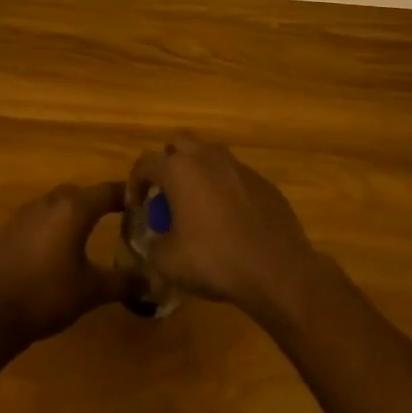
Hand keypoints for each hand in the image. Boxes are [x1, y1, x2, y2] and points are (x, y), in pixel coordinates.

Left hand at [0, 182, 129, 350]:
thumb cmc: (48, 296)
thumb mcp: (91, 291)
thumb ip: (123, 282)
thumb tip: (151, 282)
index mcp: (73, 209)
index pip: (108, 191)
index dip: (128, 195)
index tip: (144, 202)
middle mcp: (49, 202)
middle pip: (80, 194)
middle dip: (99, 202)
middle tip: (116, 218)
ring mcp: (24, 214)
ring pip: (56, 204)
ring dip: (72, 214)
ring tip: (84, 235)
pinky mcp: (7, 230)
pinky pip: (37, 219)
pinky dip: (50, 227)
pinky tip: (52, 251)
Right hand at [128, 133, 318, 317]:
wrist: (277, 269)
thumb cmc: (215, 260)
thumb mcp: (168, 262)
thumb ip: (152, 246)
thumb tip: (154, 241)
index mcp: (180, 170)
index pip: (145, 163)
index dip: (135, 183)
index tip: (137, 206)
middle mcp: (208, 158)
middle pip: (179, 143)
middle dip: (167, 162)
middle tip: (166, 193)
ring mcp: (239, 167)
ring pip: (209, 156)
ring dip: (197, 172)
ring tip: (196, 204)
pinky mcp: (263, 181)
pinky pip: (234, 175)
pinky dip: (224, 188)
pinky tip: (228, 218)